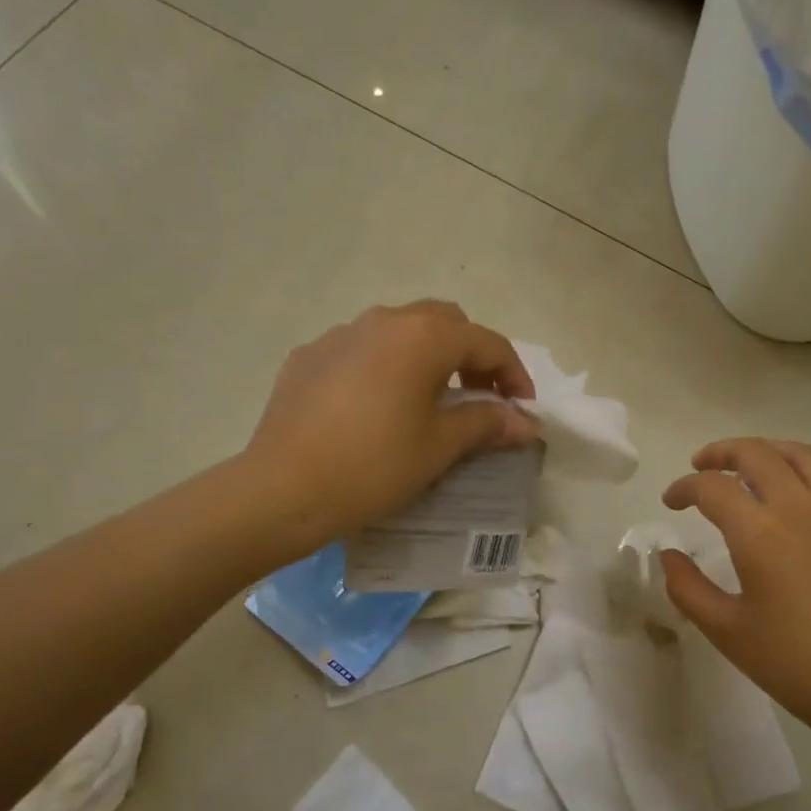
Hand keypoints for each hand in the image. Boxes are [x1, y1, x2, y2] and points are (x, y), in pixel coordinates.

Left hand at [240, 302, 536, 557]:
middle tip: (480, 396)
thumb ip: (487, 423)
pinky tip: (375, 408)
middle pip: (444, 322)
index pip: (487, 341)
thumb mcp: (440, 446)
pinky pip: (360, 350)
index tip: (522, 408)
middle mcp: (382, 320)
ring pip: (399, 331)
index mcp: (423, 336)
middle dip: (471, 354)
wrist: (283, 489)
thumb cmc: (374, 466)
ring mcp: (339, 334)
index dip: (514, 373)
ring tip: (428, 400)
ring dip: (426, 356)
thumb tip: (526, 422)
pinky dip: (383, 367)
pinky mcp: (308, 357)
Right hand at [660, 440, 810, 753]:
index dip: (684, 487)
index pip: (711, 488)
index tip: (671, 501)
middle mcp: (802, 507)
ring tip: (754, 465)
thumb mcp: (727, 632)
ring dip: (770, 451)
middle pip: (756, 454)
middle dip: (721, 453)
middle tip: (702, 465)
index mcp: (759, 532)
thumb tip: (669, 555)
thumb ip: (687, 588)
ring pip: (805, 456)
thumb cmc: (798, 666)